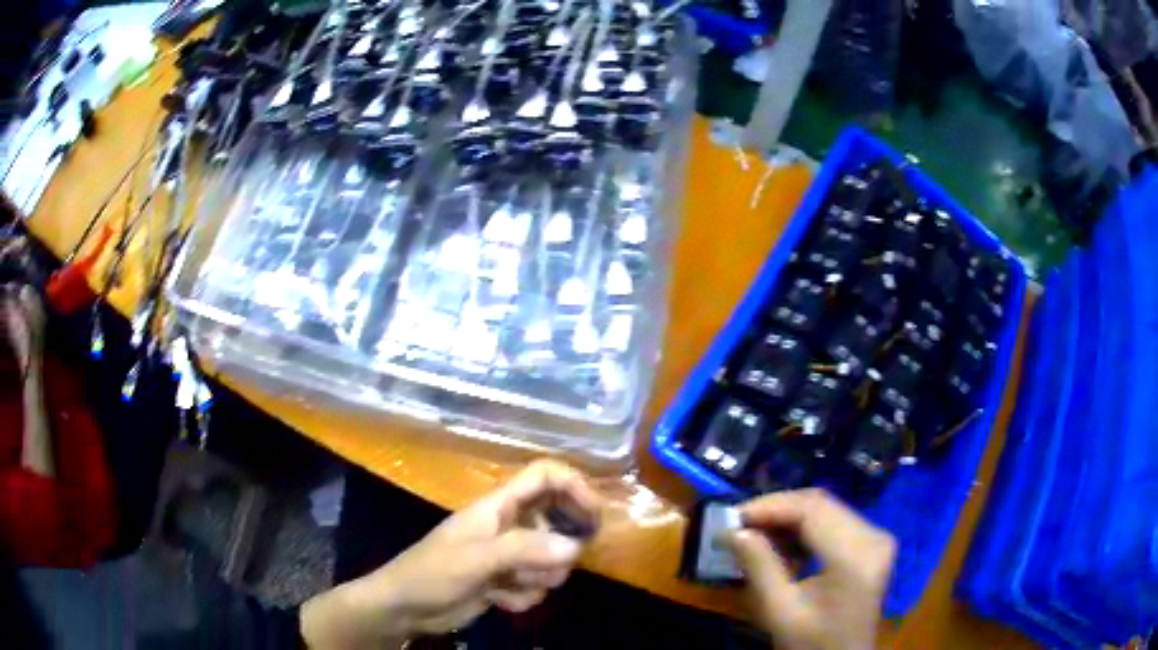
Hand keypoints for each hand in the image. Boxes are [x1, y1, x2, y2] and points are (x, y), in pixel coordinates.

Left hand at [300, 459, 602, 648]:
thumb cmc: (434, 573)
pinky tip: (499, 600)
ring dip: (539, 578)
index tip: (595, 515)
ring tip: (512, 586)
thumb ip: (526, 549)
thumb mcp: (478, 558)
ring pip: (550, 559)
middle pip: (556, 520)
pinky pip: (536, 585)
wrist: (406, 608)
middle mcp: (508, 526)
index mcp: (498, 506)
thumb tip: (576, 547)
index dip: (574, 485)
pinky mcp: (505, 581)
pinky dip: (524, 596)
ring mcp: (507, 555)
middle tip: (556, 565)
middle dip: (560, 546)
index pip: (543, 476)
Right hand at [724, 489, 895, 649]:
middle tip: (739, 524)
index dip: (771, 506)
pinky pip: (836, 522)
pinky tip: (783, 545)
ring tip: (755, 535)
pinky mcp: (873, 544)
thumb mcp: (779, 611)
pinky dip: (806, 528)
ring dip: (789, 518)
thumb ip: (759, 567)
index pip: (812, 510)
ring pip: (827, 510)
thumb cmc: (811, 643)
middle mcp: (874, 537)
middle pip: (821, 505)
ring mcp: (877, 539)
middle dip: (777, 510)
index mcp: (855, 557)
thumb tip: (733, 532)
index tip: (733, 517)